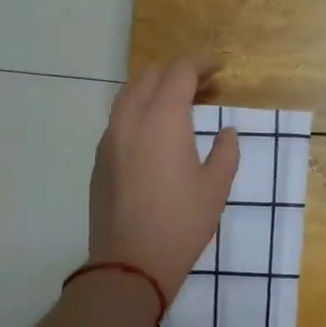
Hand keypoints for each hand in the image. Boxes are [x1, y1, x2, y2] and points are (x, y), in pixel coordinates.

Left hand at [89, 58, 239, 297]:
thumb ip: (225, 152)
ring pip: (128, 95)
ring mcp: (110, 139)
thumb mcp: (216, 186)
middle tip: (204, 87)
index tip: (219, 68)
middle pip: (150, 76)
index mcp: (162, 119)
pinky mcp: (100, 161)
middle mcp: (130, 120)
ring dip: (155, 91)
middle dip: (177, 73)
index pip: (179, 71)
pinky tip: (156, 136)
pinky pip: (119, 121)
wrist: (130, 263)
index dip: (201, 63)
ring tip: (179, 107)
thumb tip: (225, 133)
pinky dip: (140, 113)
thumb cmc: (182, 223)